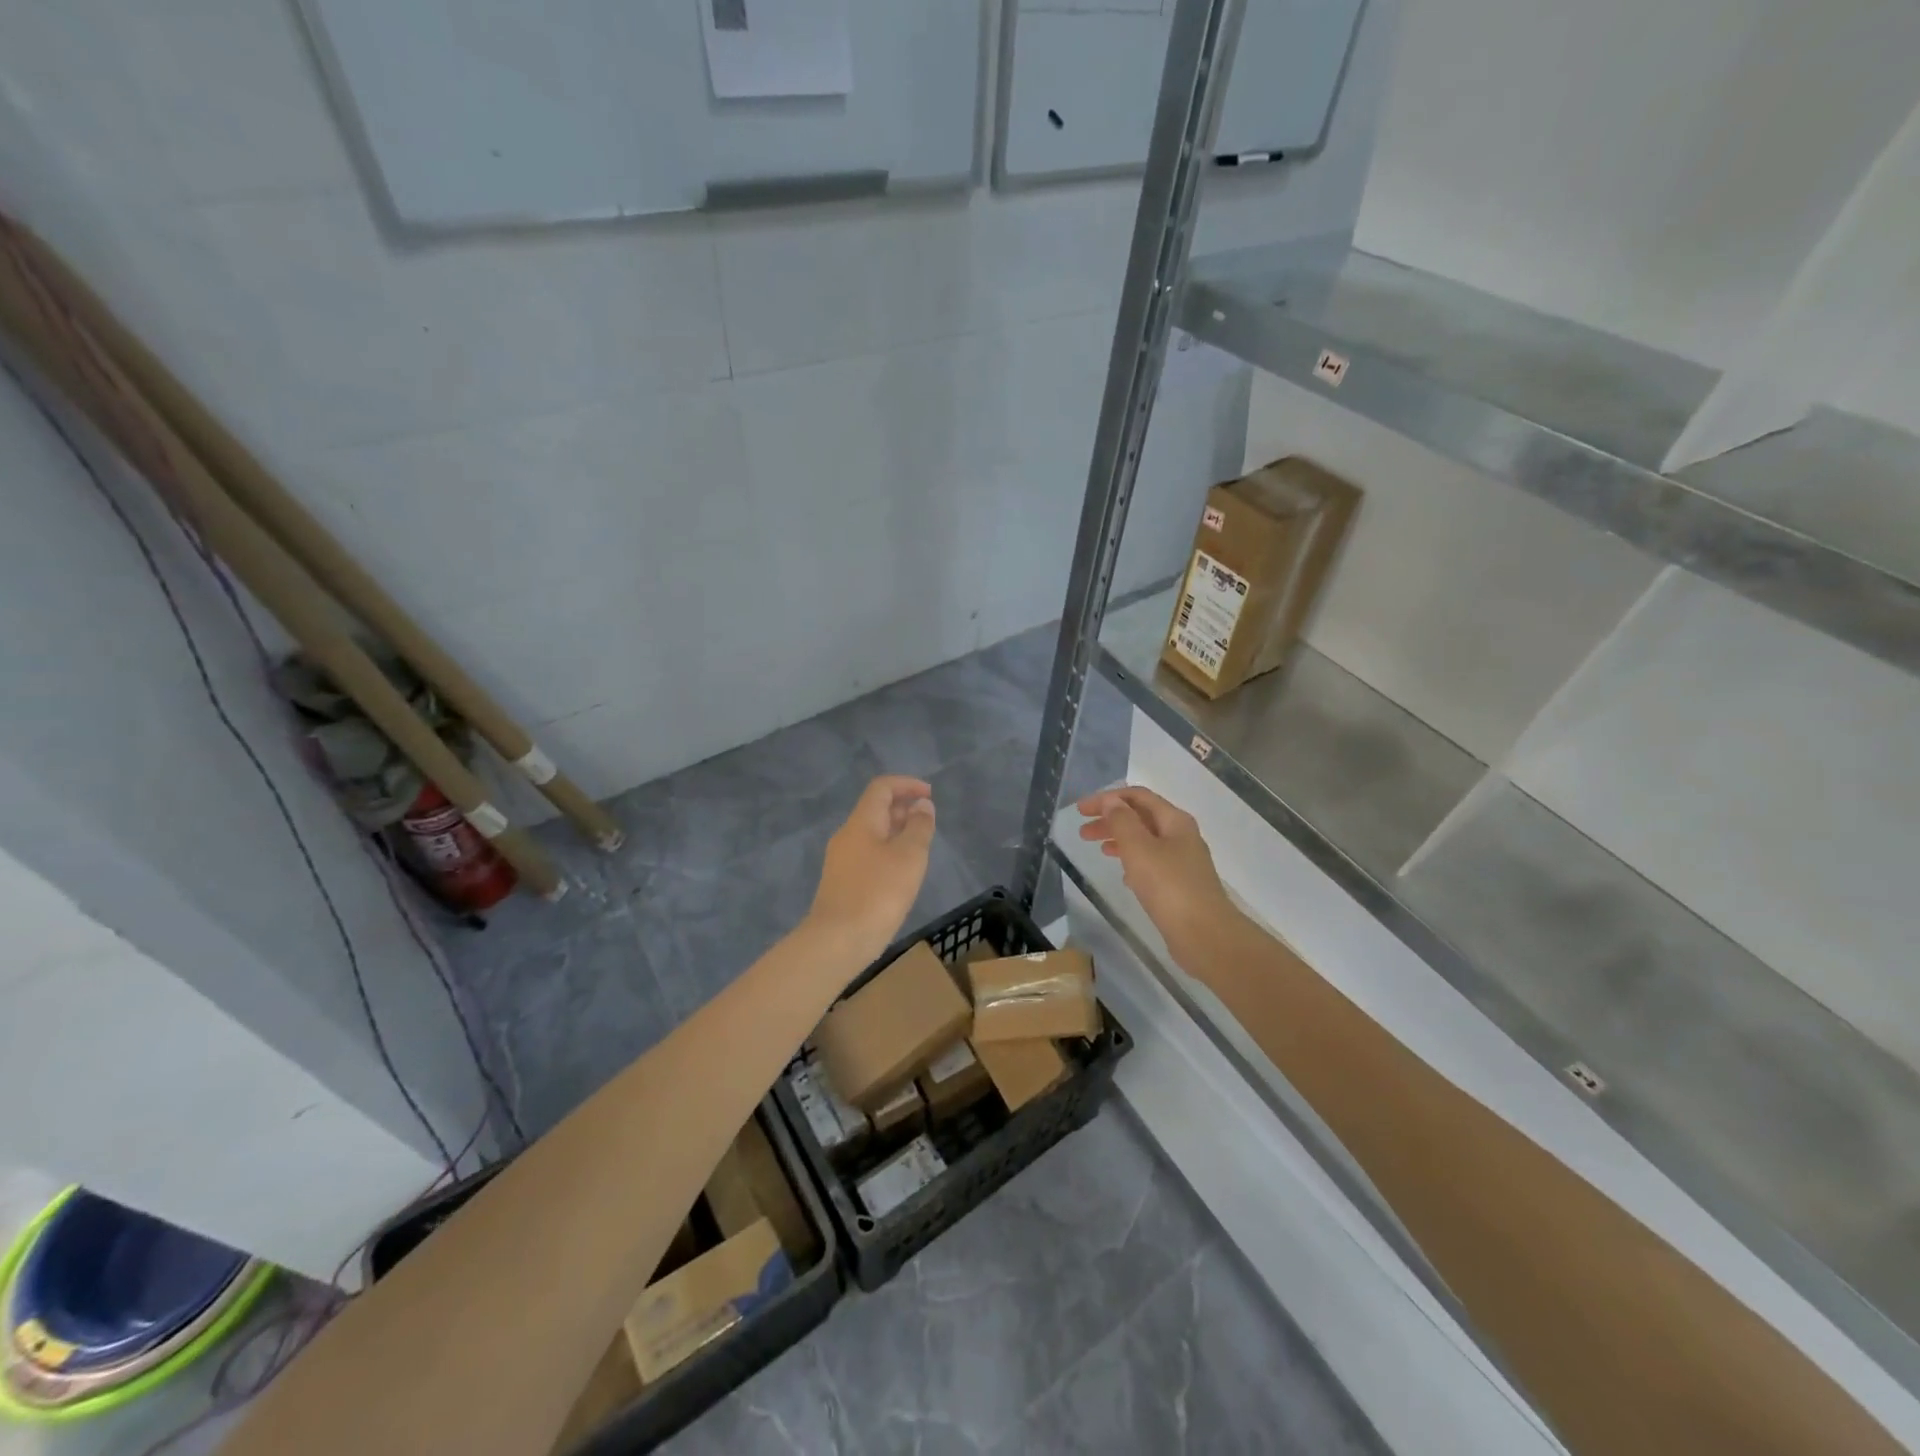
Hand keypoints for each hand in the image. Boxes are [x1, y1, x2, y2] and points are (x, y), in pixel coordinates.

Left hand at [809, 776, 935, 964]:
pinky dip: (888, 851)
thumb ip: (919, 827)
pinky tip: (902, 872)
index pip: (881, 788)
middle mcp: (847, 835)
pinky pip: (868, 854)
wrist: (838, 941)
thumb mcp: (909, 857)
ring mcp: (841, 860)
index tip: (929, 795)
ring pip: (872, 833)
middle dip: (903, 808)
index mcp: (861, 822)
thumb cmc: (878, 893)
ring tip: (920, 845)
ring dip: (896, 831)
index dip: (906, 784)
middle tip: (928, 820)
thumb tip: (921, 806)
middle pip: (875, 809)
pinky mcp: (842, 882)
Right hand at [1077, 787, 1237, 963]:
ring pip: (1145, 841)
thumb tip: (1112, 801)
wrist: (1205, 935)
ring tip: (1098, 849)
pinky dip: (1133, 862)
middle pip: (1141, 818)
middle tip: (1083, 832)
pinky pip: (1152, 864)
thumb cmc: (1169, 886)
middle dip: (1111, 819)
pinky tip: (1123, 876)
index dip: (1107, 798)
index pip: (1138, 796)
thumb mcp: (1139, 848)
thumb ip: (1122, 821)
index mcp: (1174, 821)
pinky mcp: (1180, 886)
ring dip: (1120, 840)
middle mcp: (1181, 836)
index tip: (1080, 810)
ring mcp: (1183, 862)